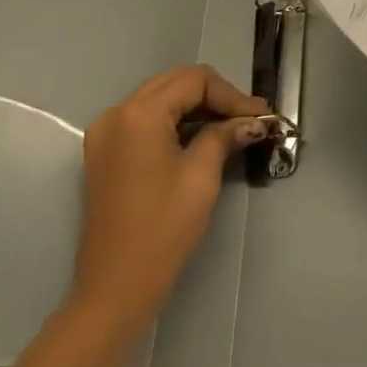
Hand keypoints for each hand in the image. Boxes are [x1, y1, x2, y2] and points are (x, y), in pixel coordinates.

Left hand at [68, 65, 269, 337]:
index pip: (194, 81)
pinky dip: (175, 123)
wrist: (115, 286)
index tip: (261, 116)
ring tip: (232, 127)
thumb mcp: (201, 176)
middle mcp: (116, 113)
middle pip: (175, 83)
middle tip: (250, 118)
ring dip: (196, 108)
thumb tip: (252, 120)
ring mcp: (106, 133)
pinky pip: (145, 121)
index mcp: (139, 114)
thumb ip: (224, 136)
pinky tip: (201, 138)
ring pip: (160, 99)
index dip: (231, 95)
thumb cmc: (162, 228)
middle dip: (215, 96)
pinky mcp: (104, 152)